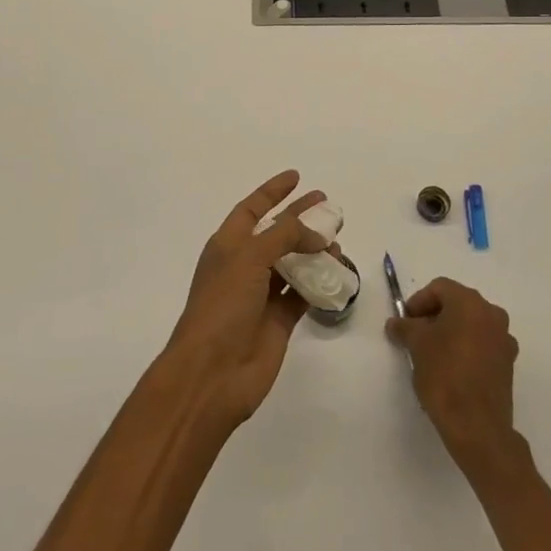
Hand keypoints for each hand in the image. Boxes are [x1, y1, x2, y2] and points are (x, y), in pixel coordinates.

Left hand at [163, 170, 330, 427]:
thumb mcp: (249, 257)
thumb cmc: (222, 306)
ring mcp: (262, 294)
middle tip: (328, 205)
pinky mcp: (279, 321)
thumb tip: (317, 235)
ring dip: (314, 250)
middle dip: (301, 218)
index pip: (252, 209)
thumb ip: (284, 237)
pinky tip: (338, 272)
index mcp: (228, 245)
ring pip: (293, 263)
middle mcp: (244, 266)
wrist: (212, 373)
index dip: (272, 191)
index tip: (296, 177)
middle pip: (277, 233)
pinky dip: (320, 283)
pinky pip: (303, 294)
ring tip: (338, 239)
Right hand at [385, 278, 520, 471]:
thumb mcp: (416, 345)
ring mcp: (504, 340)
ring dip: (450, 332)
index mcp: (470, 303)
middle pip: (457, 304)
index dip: (418, 301)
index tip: (405, 322)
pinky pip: (482, 345)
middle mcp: (492, 314)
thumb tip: (396, 323)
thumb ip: (404, 327)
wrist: (477, 426)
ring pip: (471, 325)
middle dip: (434, 316)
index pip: (440, 288)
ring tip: (431, 354)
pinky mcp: (508, 364)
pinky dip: (465, 349)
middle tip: (415, 335)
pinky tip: (451, 370)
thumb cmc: (445, 375)